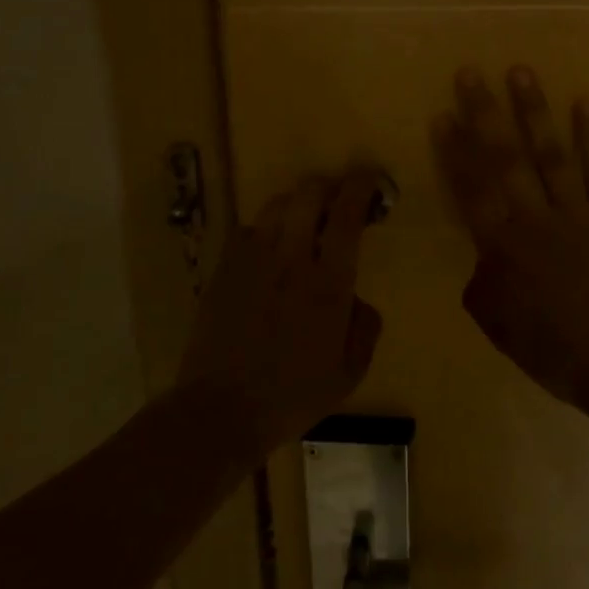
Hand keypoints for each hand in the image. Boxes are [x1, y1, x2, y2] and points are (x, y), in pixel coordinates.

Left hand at [178, 170, 383, 459]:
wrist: (220, 410)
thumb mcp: (349, 373)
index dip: (360, 188)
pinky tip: (267, 250)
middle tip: (336, 198)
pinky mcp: (224, 268)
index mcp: (328, 283)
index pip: (346, 216)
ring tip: (301, 220)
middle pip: (308, 195)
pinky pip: (248, 230)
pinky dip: (264, 230)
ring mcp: (253, 260)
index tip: (368, 178)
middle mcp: (291, 259)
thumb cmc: (292, 396)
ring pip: (276, 205)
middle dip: (327, 186)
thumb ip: (365, 328)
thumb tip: (358, 299)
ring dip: (295, 204)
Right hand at [434, 67, 588, 409]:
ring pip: (550, 153)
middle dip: (484, 114)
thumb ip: (482, 282)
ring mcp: (577, 213)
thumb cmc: (554, 351)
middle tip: (470, 73)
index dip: (454, 151)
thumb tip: (483, 255)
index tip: (442, 115)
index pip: (471, 190)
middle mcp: (535, 219)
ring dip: (534, 111)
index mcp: (503, 248)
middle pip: (504, 159)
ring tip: (521, 72)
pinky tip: (584, 103)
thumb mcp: (498, 325)